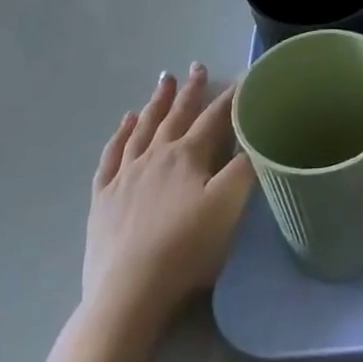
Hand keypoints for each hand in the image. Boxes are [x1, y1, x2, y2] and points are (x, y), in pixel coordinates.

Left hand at [81, 64, 254, 323]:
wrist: (128, 295)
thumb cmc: (186, 249)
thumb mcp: (229, 207)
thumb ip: (247, 168)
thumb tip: (259, 137)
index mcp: (188, 156)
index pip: (215, 118)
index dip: (232, 97)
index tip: (244, 77)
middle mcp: (156, 156)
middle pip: (176, 115)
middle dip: (190, 90)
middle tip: (198, 66)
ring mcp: (125, 176)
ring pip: (143, 129)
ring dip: (155, 103)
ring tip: (163, 81)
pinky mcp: (103, 199)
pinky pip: (111, 156)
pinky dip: (119, 136)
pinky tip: (124, 124)